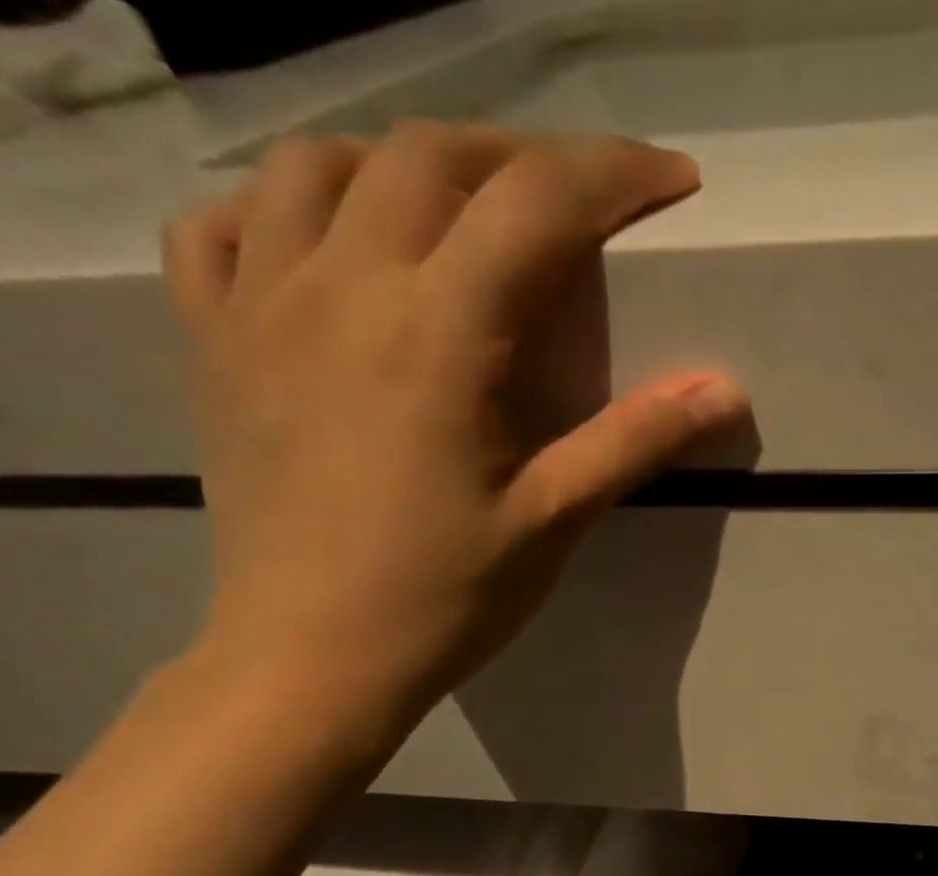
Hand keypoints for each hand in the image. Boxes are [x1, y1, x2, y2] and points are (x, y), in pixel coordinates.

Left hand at [161, 122, 747, 735]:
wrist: (311, 657)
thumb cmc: (445, 597)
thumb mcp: (555, 520)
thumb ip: (635, 441)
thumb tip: (725, 389)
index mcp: (437, 332)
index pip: (536, 204)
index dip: (614, 174)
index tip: (671, 180)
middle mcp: (340, 286)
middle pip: (431, 156)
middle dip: (522, 157)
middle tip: (578, 202)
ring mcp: (259, 304)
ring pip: (318, 164)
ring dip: (404, 165)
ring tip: (458, 213)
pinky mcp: (211, 341)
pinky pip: (221, 225)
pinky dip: (282, 207)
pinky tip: (324, 247)